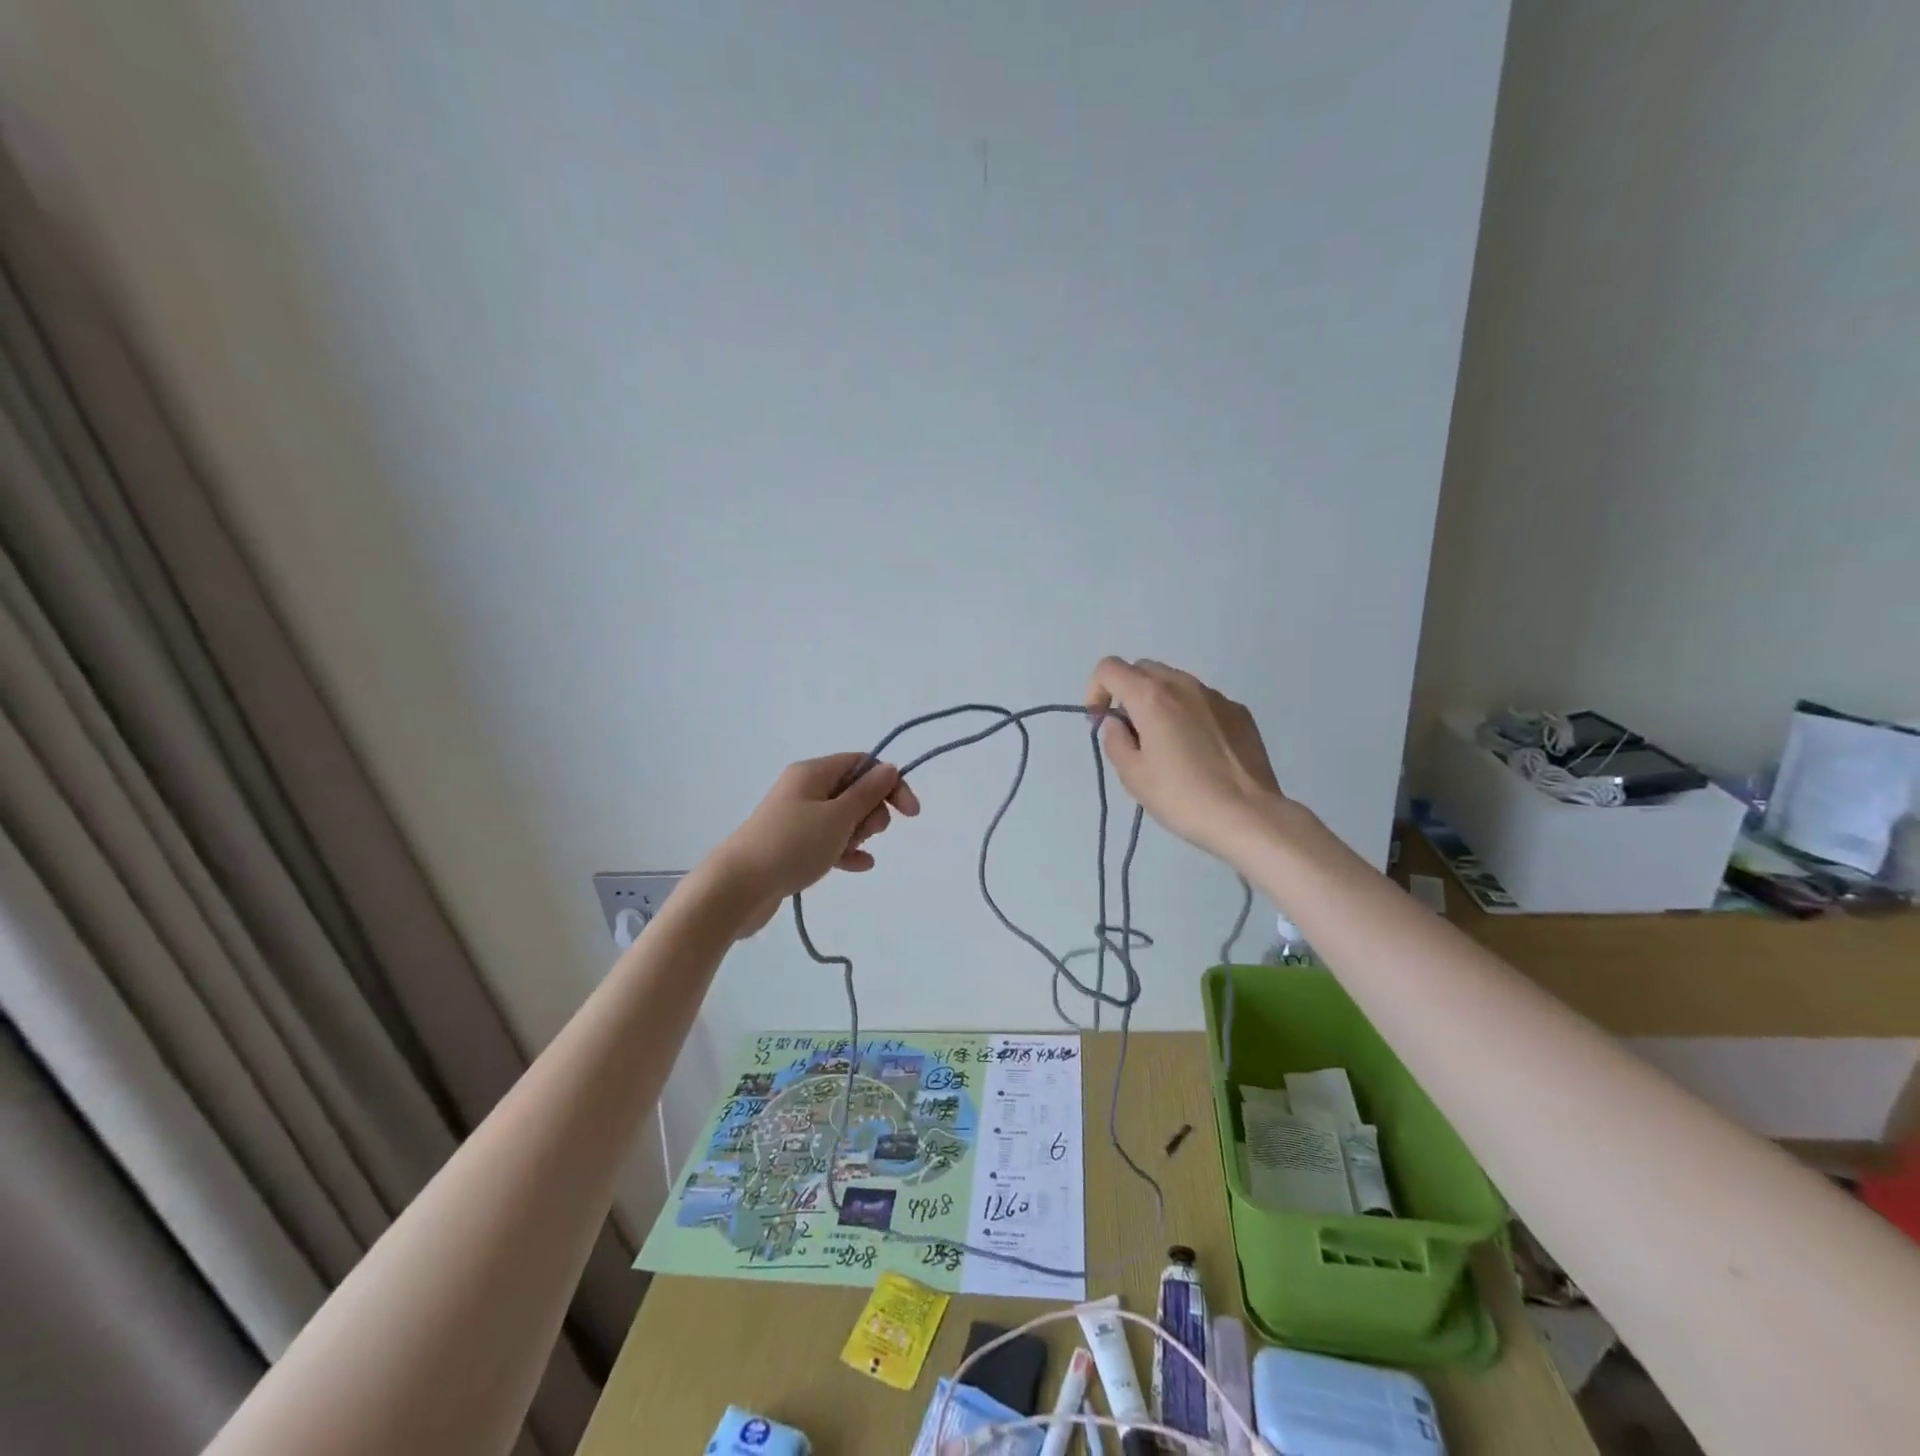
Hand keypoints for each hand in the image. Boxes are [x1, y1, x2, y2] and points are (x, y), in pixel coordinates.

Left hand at [712, 754, 920, 935]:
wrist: (736, 888)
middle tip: (867, 833)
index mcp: (813, 773)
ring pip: (842, 818)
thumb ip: (867, 793)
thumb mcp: (837, 817)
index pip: (863, 763)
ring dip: (858, 833)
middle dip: (871, 811)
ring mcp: (796, 818)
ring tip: (856, 852)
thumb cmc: (791, 845)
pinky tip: (859, 865)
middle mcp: (803, 789)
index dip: (890, 784)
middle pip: (854, 790)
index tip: (910, 813)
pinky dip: (845, 850)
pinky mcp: (791, 846)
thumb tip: (889, 768)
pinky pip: (828, 841)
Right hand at [1085, 657, 1285, 860]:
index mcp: (1151, 697)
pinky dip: (1188, 714)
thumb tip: (1117, 723)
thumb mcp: (1133, 775)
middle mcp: (1184, 685)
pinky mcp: (1240, 713)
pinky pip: (1202, 702)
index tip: (1100, 722)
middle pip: (1143, 669)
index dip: (1096, 690)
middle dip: (1127, 693)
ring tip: (1166, 744)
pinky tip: (1198, 752)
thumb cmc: (1182, 797)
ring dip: (1159, 702)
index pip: (1109, 668)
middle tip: (1130, 732)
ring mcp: (1216, 697)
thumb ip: (1115, 740)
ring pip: (1175, 683)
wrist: (1248, 816)